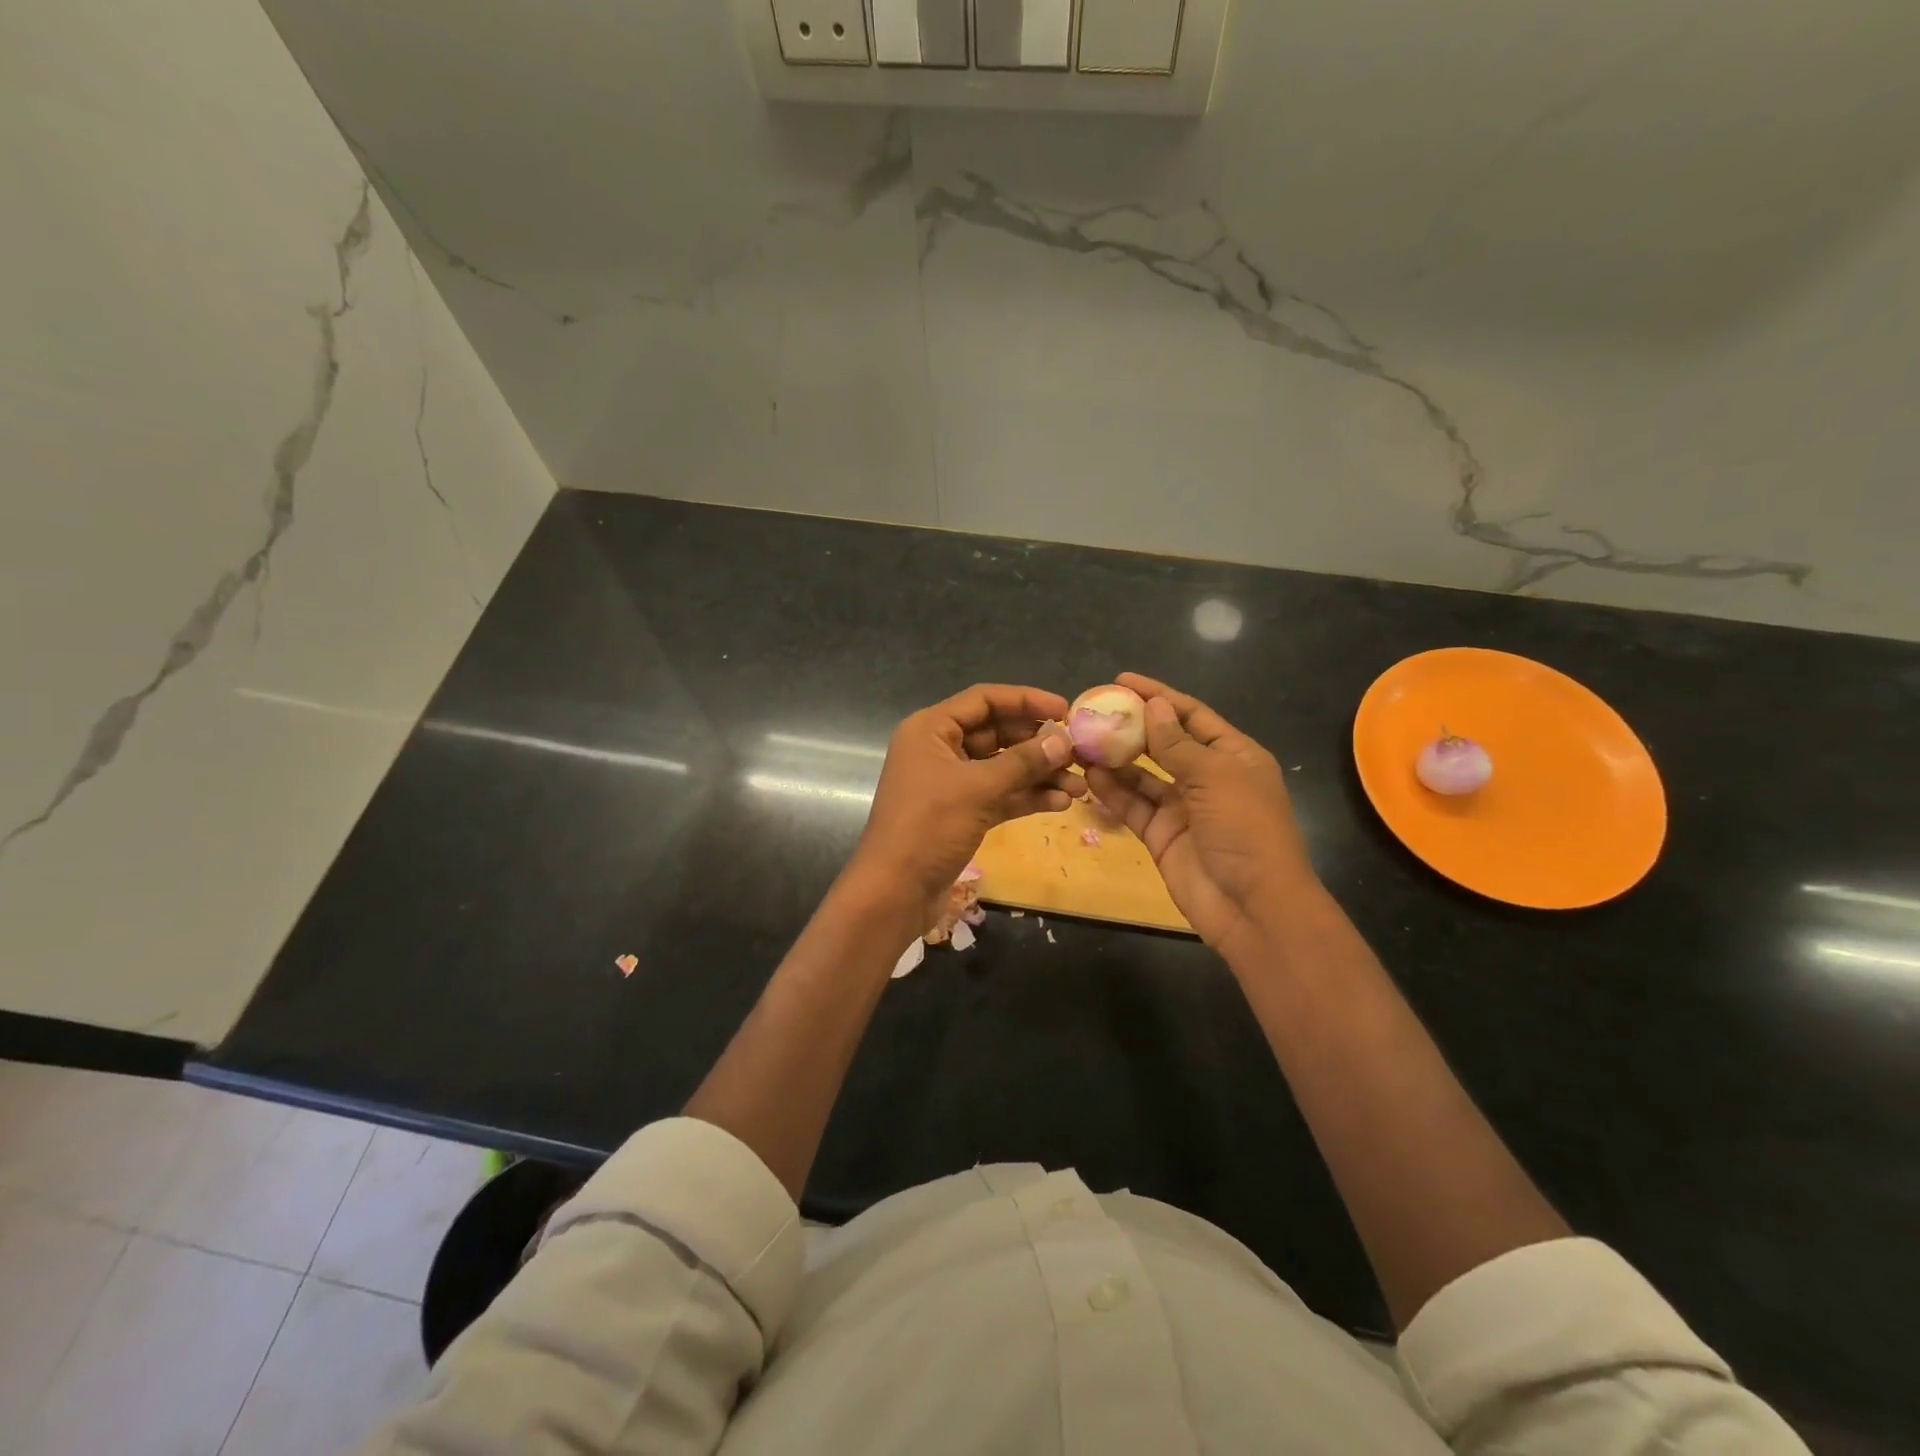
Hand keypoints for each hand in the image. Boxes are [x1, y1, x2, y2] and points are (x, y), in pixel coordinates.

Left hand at [849, 684, 1084, 919]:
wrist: (895, 892)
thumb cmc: (928, 827)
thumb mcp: (978, 789)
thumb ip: (1022, 762)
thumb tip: (1064, 741)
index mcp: (931, 729)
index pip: (984, 699)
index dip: (1026, 700)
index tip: (1065, 709)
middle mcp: (939, 749)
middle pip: (996, 732)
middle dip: (1038, 742)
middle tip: (1078, 751)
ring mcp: (950, 783)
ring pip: (1002, 767)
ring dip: (1039, 774)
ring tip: (1079, 784)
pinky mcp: (961, 813)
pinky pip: (999, 795)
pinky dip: (1026, 797)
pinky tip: (1061, 803)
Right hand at [1085, 672, 1315, 960]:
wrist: (1252, 906)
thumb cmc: (1245, 830)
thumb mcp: (1215, 777)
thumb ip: (1177, 744)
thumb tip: (1154, 706)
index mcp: (1233, 756)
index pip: (1191, 715)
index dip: (1159, 696)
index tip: (1122, 680)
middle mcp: (1207, 777)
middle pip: (1164, 743)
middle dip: (1132, 726)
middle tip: (1093, 711)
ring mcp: (1183, 807)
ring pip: (1143, 775)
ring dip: (1116, 758)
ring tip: (1082, 740)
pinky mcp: (1161, 834)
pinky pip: (1133, 805)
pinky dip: (1113, 791)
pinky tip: (1089, 775)